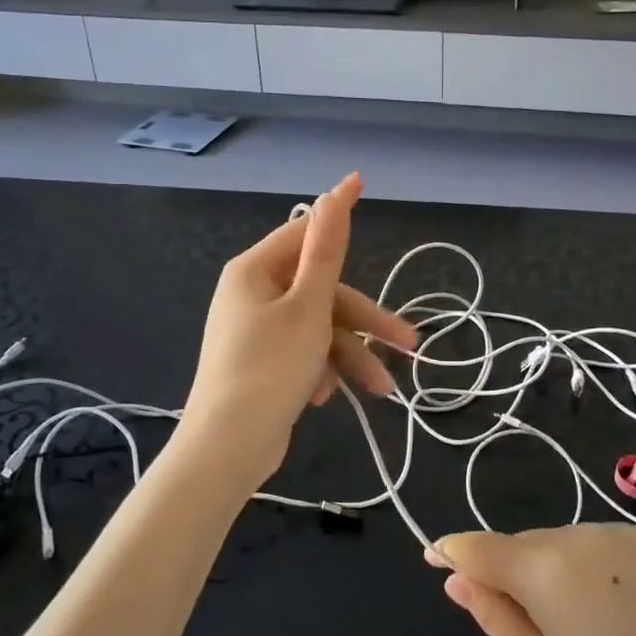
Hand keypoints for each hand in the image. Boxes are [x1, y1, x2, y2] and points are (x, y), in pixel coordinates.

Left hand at [181, 173, 414, 483]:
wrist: (227, 449)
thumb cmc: (270, 369)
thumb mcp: (308, 307)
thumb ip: (326, 251)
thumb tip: (332, 193)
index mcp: (254, 271)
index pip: (304, 231)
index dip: (338, 214)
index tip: (364, 186)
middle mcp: (252, 294)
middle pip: (321, 292)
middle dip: (364, 321)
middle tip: (408, 344)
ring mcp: (255, 331)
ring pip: (318, 328)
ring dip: (350, 355)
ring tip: (382, 390)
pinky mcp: (262, 363)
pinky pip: (303, 353)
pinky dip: (322, 370)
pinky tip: (328, 397)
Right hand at [429, 524, 635, 635]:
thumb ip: (492, 617)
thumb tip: (455, 577)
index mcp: (546, 567)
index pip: (480, 547)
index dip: (452, 551)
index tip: (431, 558)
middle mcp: (578, 533)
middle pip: (521, 546)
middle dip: (508, 574)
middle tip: (524, 630)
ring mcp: (616, 532)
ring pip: (555, 543)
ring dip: (546, 571)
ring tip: (573, 628)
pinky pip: (592, 545)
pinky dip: (582, 568)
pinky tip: (605, 610)